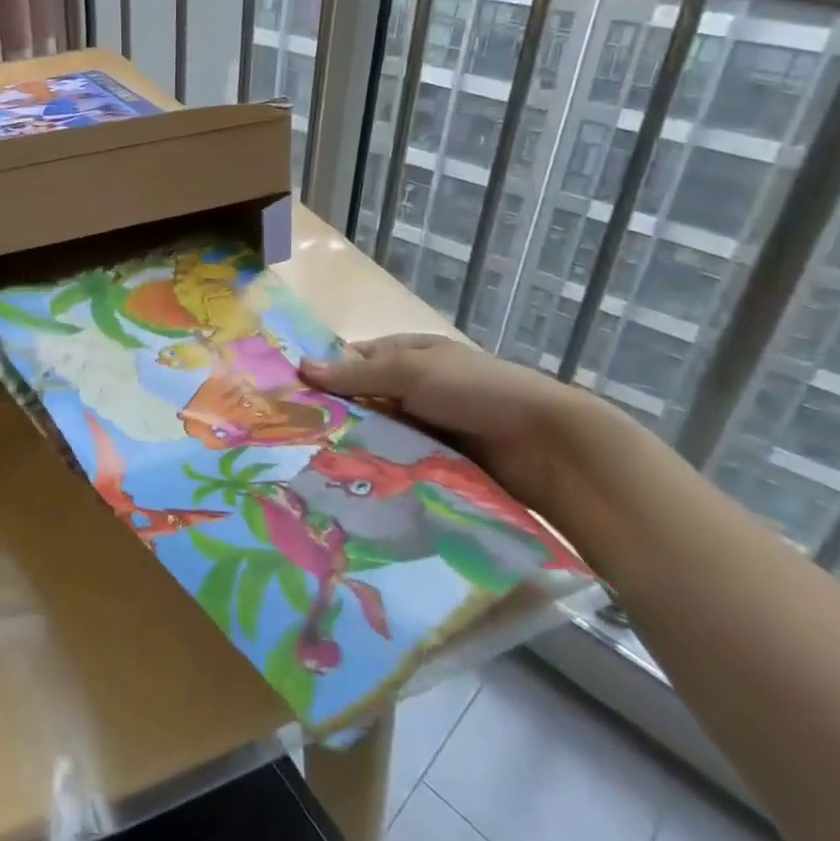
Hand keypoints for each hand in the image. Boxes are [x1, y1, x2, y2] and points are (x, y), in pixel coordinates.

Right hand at [301, 334, 630, 525]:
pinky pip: (403, 462)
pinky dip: (384, 470)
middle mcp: (417, 387)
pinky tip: (356, 486)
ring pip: (381, 434)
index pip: (355, 360)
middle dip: (337, 417)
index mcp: (409, 354)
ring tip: (317, 470)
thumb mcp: (411, 372)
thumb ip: (357, 374)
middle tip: (297, 443)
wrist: (549, 446)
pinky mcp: (442, 462)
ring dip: (359, 447)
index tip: (290, 401)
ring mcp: (430, 426)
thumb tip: (300, 366)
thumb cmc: (476, 391)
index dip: (325, 376)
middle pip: (365, 400)